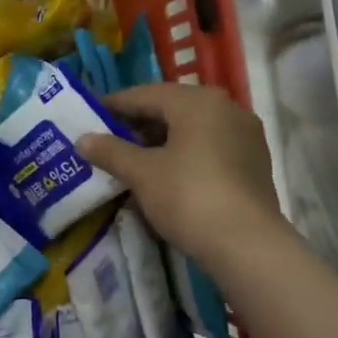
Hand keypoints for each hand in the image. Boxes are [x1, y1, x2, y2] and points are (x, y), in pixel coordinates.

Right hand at [78, 82, 285, 266]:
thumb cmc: (188, 197)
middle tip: (109, 141)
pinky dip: (186, 155)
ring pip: (193, 130)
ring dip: (162, 141)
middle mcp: (226, 108)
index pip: (146, 94)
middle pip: (172, 109)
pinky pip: (210, 148)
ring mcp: (245, 135)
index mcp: (197, 101)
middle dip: (139, 124)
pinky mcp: (254, 162)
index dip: (114, 105)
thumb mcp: (142, 173)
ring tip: (135, 161)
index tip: (90, 116)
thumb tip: (82, 139)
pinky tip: (168, 175)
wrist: (247, 244)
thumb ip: (111, 152)